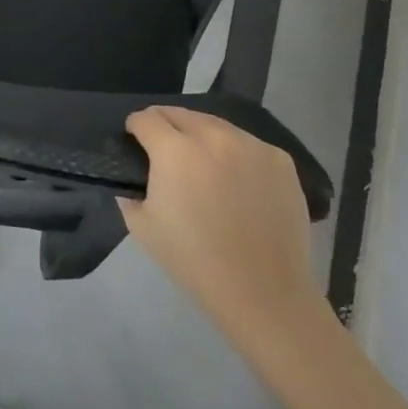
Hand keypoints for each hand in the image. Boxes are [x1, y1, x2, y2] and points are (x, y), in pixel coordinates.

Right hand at [121, 106, 321, 338]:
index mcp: (174, 150)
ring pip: (215, 125)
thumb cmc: (197, 262)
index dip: (135, 128)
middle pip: (179, 113)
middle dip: (166, 127)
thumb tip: (130, 177)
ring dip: (202, 136)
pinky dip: (236, 154)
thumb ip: (129, 194)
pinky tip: (238, 182)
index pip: (145, 119)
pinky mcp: (279, 158)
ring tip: (205, 165)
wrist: (265, 295)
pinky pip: (248, 144)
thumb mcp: (144, 229)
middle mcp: (212, 136)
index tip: (136, 141)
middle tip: (167, 153)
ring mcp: (250, 144)